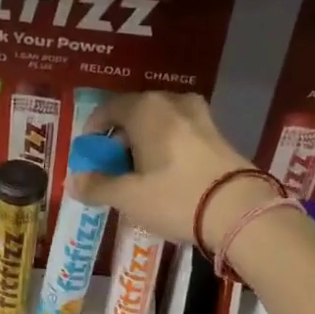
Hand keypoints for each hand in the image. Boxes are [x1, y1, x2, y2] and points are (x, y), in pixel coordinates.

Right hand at [71, 92, 260, 248]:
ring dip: (144, 145)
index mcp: (146, 108)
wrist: (239, 211)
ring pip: (160, 125)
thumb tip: (75, 182)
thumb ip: (98, 186)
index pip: (109, 109)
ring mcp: (200, 116)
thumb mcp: (129, 197)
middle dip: (119, 140)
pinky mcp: (218, 135)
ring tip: (138, 175)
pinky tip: (165, 176)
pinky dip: (166, 149)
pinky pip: (180, 135)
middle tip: (111, 169)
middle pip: (135, 115)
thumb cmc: (175, 197)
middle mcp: (173, 102)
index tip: (87, 156)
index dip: (93, 132)